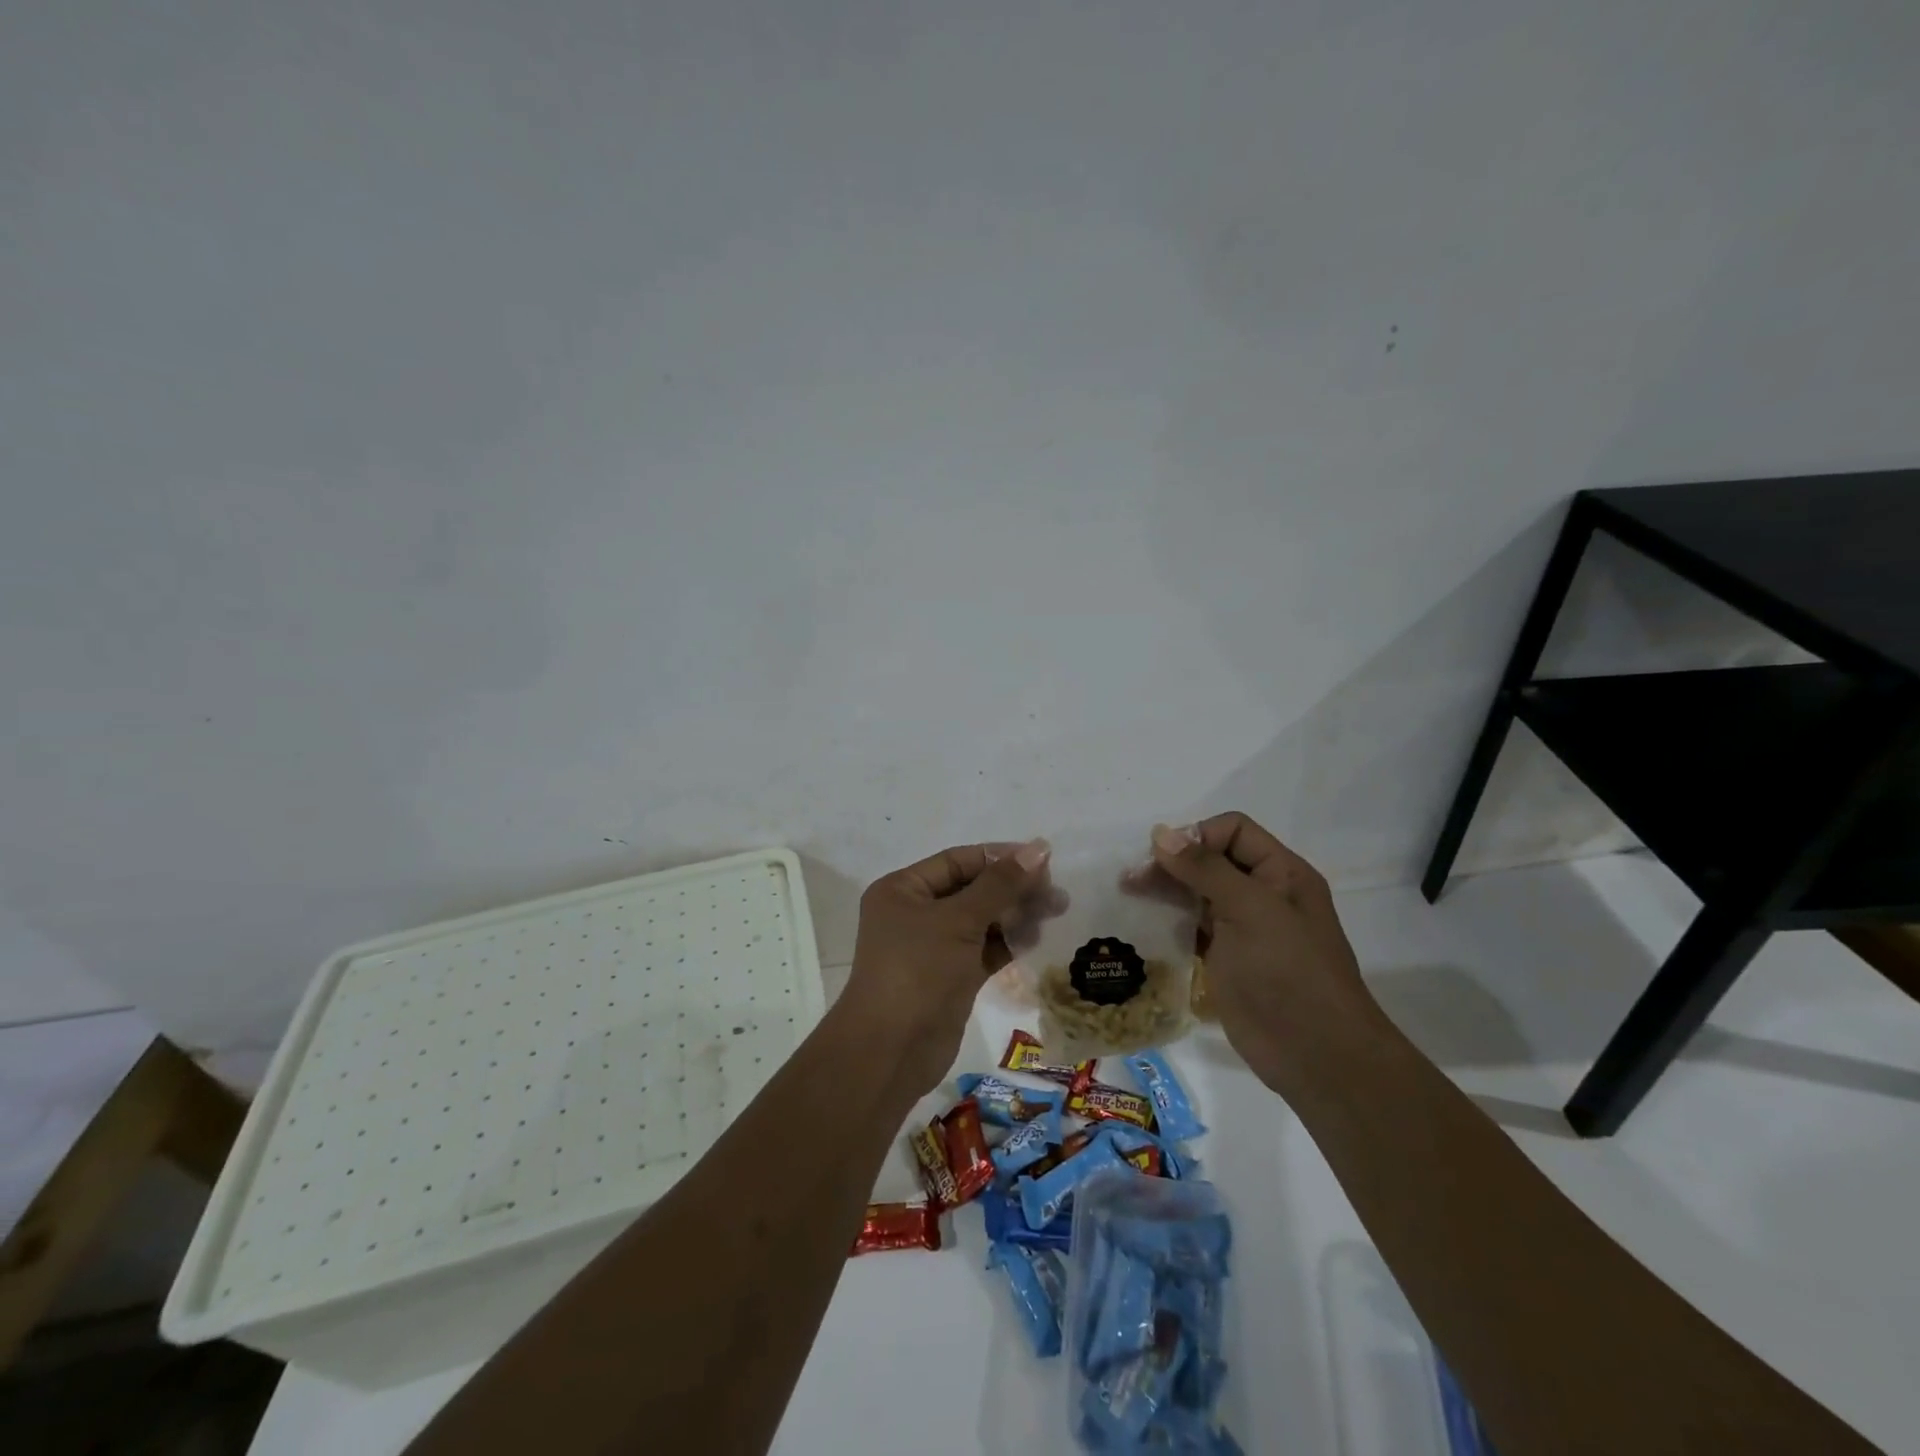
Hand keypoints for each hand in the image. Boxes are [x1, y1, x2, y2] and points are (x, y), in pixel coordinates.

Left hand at [839, 839, 1053, 1097]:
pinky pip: (983, 949)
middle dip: (1013, 888)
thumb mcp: (959, 920)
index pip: (958, 861)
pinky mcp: (950, 976)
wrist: (892, 1051)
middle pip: (972, 889)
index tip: (1043, 860)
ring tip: (1056, 911)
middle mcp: (915, 912)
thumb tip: (1038, 848)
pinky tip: (1036, 937)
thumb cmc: (919, 971)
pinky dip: (1008, 942)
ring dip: (1016, 914)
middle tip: (1056, 892)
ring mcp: (932, 947)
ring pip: (981, 920)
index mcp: (903, 889)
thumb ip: (1000, 884)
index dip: (1000, 857)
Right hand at [1146, 813, 1383, 1092]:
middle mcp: (1263, 894)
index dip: (1198, 836)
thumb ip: (1205, 869)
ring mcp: (1244, 929)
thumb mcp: (1250, 909)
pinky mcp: (1226, 960)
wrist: (1315, 1054)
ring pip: (1198, 894)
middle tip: (1132, 878)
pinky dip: (1169, 922)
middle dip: (1173, 863)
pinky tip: (1143, 924)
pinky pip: (1193, 928)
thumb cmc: (1287, 971)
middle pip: (1211, 860)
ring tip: (1128, 895)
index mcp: (1281, 873)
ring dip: (1166, 891)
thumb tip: (1161, 833)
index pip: (1233, 831)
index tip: (1164, 859)